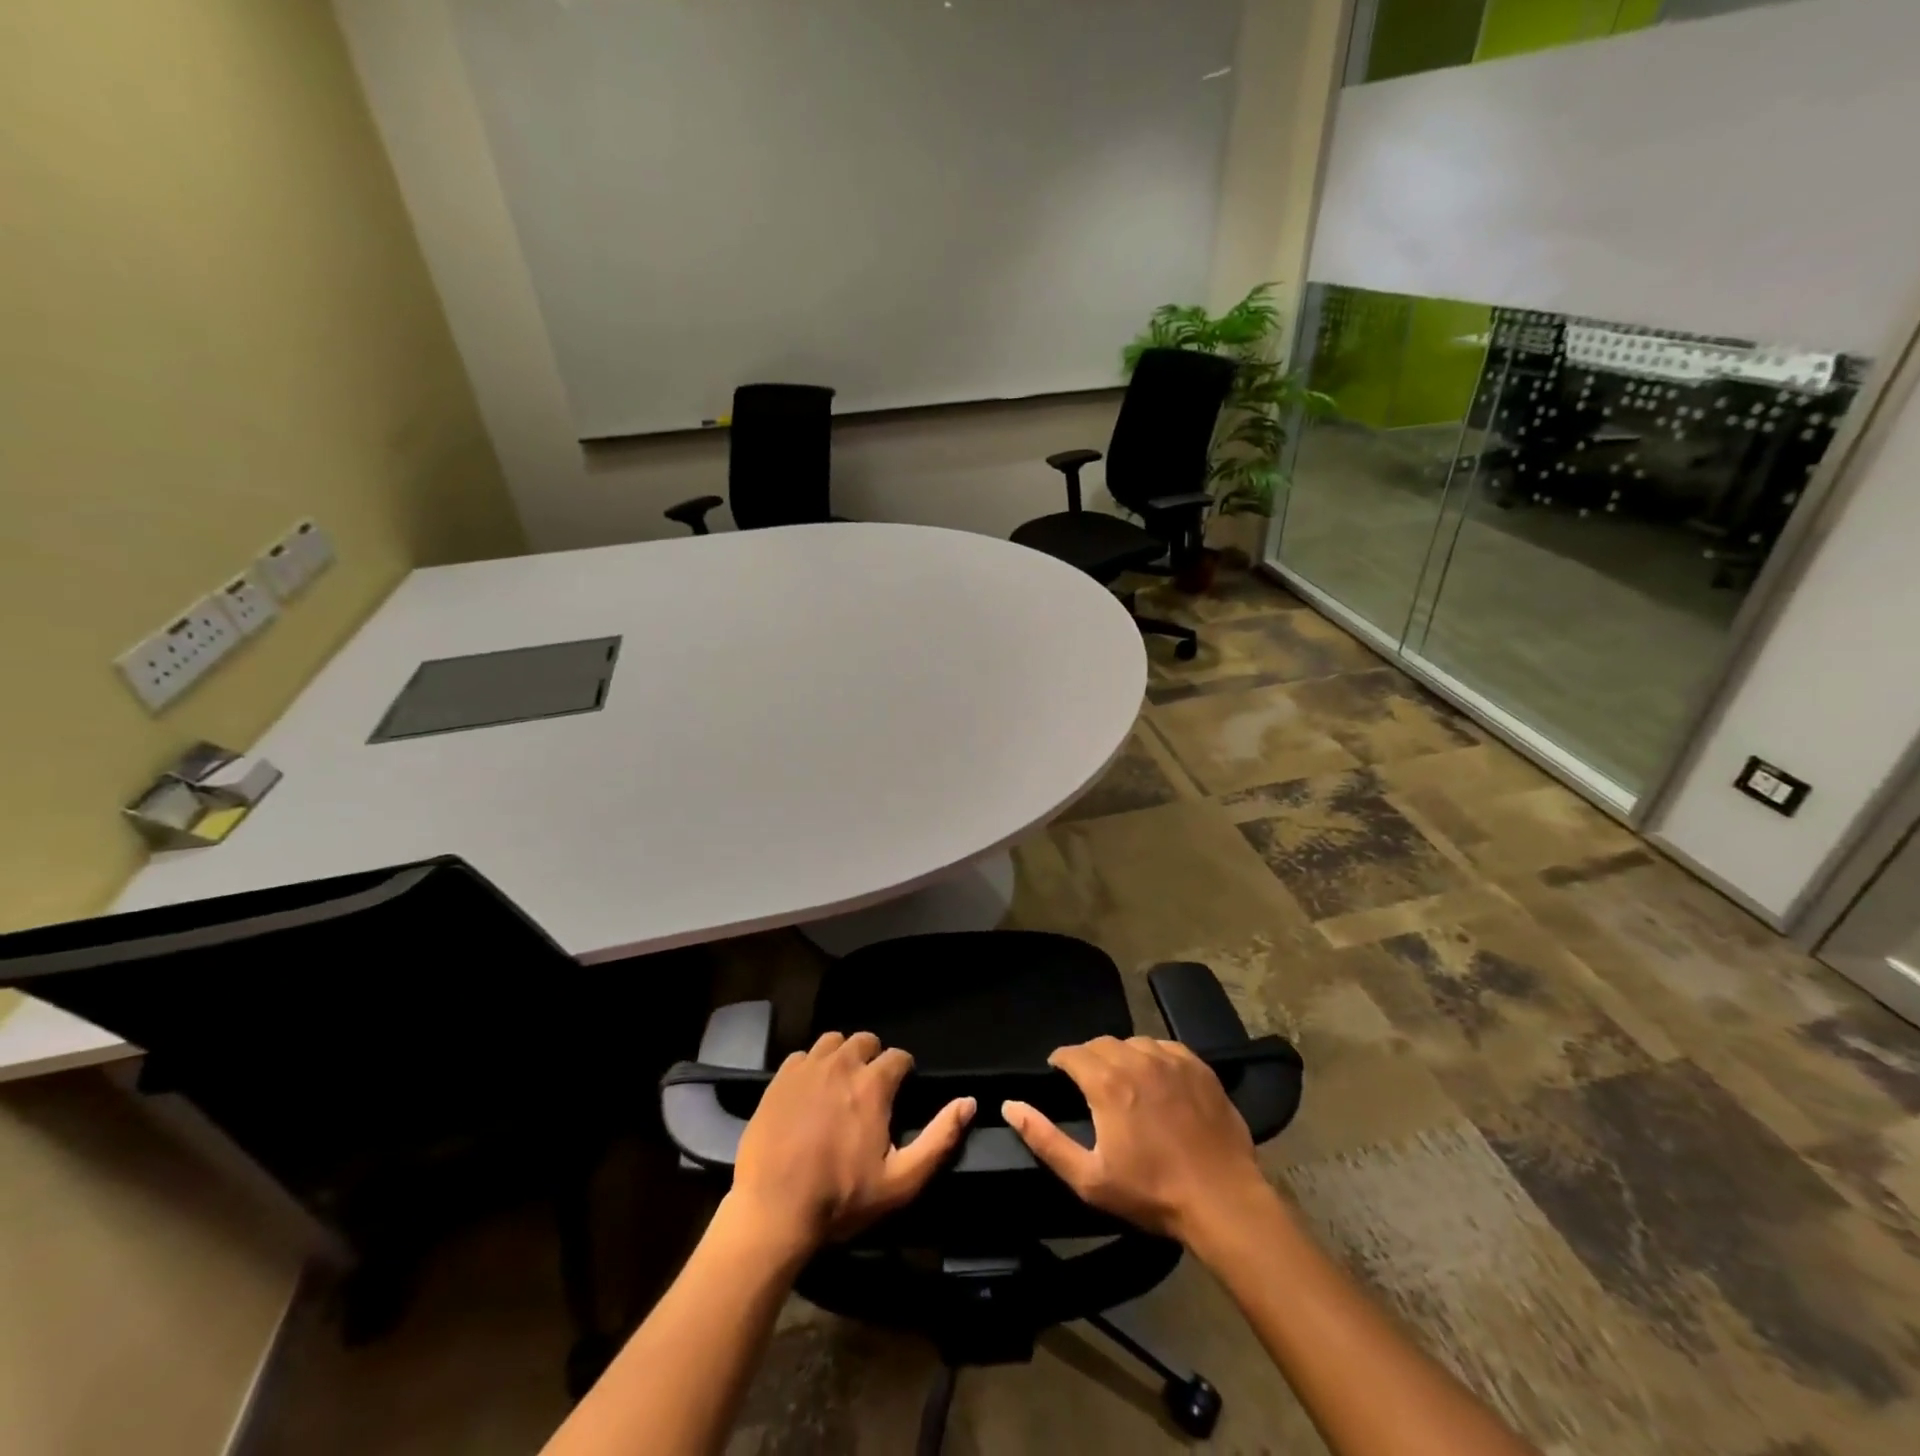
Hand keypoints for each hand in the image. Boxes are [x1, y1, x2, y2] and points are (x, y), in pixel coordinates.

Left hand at [727, 1031, 974, 1258]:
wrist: (772, 1211)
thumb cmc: (840, 1199)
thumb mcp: (901, 1181)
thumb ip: (939, 1139)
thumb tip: (969, 1102)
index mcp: (873, 1085)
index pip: (898, 1057)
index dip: (903, 1072)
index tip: (899, 1092)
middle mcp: (842, 1064)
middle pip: (865, 1041)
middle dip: (873, 1059)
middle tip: (869, 1090)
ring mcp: (807, 1068)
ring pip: (833, 1042)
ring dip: (842, 1056)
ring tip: (840, 1084)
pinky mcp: (779, 1079)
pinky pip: (803, 1056)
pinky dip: (811, 1066)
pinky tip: (809, 1091)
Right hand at [1003, 1036, 1271, 1244]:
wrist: (1222, 1200)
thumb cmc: (1151, 1192)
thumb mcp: (1088, 1178)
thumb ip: (1044, 1139)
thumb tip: (1010, 1106)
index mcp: (1106, 1082)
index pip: (1072, 1053)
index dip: (1061, 1061)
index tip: (1058, 1073)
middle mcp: (1136, 1059)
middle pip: (1101, 1043)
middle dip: (1088, 1057)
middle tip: (1089, 1083)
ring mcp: (1171, 1060)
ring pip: (1134, 1042)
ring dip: (1121, 1056)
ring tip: (1123, 1080)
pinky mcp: (1199, 1067)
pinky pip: (1165, 1047)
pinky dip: (1153, 1057)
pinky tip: (1157, 1079)